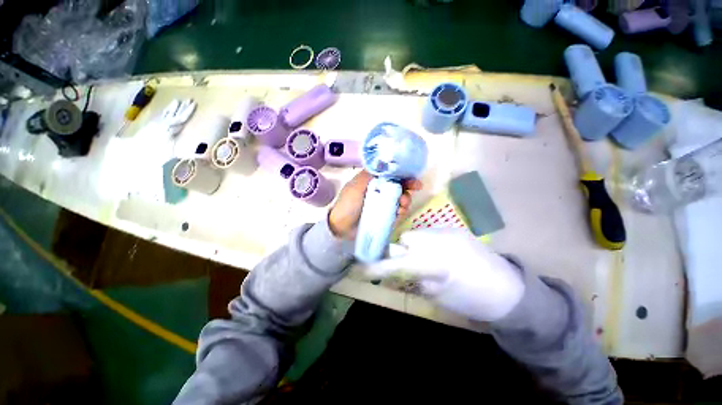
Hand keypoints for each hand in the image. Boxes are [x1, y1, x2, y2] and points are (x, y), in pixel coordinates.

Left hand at [328, 170, 422, 238]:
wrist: (341, 228)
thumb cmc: (347, 204)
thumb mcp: (356, 186)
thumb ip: (370, 175)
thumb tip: (385, 163)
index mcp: (373, 181)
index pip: (392, 175)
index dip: (404, 176)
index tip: (414, 181)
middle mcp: (380, 191)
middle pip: (400, 187)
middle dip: (408, 190)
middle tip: (411, 193)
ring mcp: (383, 205)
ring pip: (401, 200)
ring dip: (405, 202)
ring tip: (402, 206)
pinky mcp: (385, 217)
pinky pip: (398, 213)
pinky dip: (401, 213)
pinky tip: (399, 213)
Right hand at [367, 228, 525, 321]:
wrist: (509, 289)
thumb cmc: (474, 300)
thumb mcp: (440, 296)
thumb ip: (416, 279)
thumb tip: (399, 271)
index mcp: (437, 262)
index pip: (399, 262)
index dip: (380, 266)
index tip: (364, 270)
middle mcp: (440, 240)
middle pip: (405, 239)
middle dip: (400, 251)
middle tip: (403, 263)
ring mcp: (448, 231)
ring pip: (416, 234)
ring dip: (413, 246)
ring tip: (423, 259)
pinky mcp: (454, 229)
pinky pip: (429, 233)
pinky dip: (425, 242)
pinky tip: (436, 253)